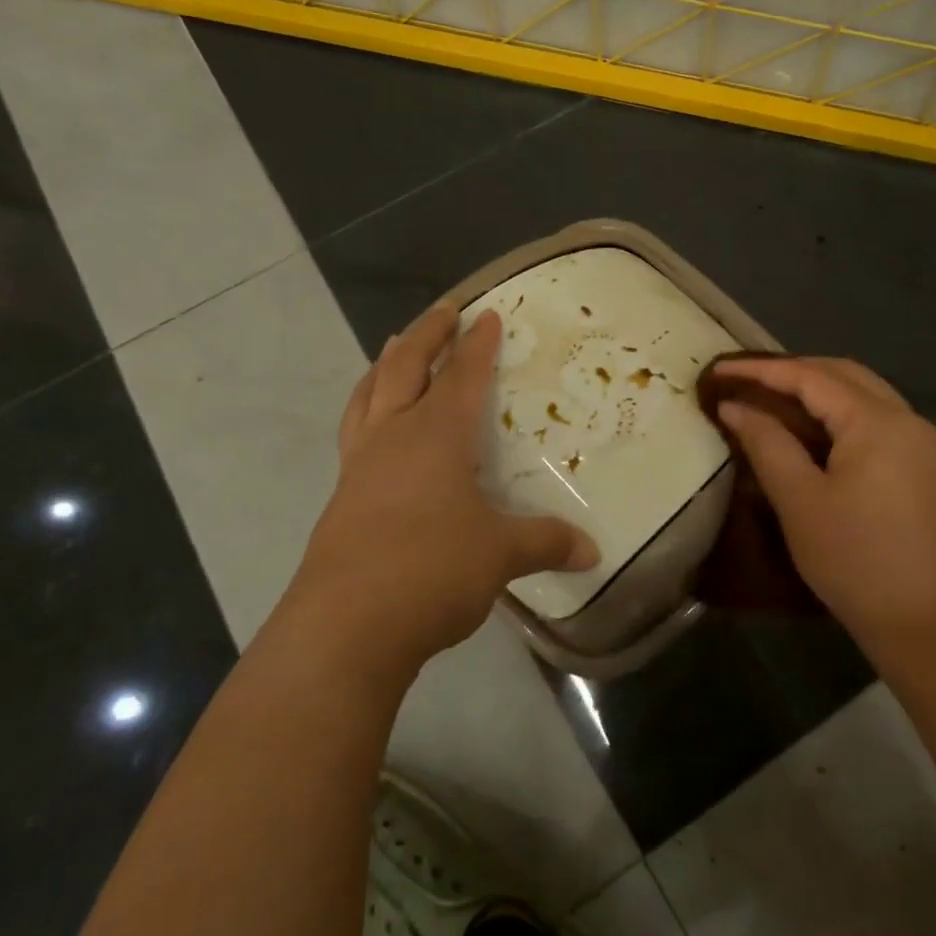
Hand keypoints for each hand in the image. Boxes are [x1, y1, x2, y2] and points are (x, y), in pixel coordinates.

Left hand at [283, 304, 598, 680]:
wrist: (345, 625)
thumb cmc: (431, 570)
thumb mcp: (500, 555)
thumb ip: (546, 543)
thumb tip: (592, 551)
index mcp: (437, 434)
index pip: (463, 376)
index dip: (479, 344)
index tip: (488, 314)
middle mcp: (395, 436)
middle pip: (406, 367)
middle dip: (427, 334)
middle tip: (443, 310)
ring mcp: (361, 465)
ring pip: (369, 393)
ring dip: (385, 364)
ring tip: (393, 345)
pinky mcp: (343, 496)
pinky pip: (355, 430)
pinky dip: (367, 407)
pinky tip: (375, 425)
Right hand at [711, 356, 935, 662]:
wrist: (923, 622)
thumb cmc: (854, 559)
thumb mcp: (799, 500)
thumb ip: (766, 443)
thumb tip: (735, 406)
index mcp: (877, 422)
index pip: (810, 377)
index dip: (760, 370)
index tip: (718, 368)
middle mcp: (905, 418)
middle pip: (841, 374)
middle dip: (790, 370)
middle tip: (743, 379)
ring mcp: (919, 440)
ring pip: (860, 392)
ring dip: (814, 388)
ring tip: (768, 396)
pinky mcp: (920, 463)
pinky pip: (872, 416)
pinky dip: (835, 411)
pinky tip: (807, 426)